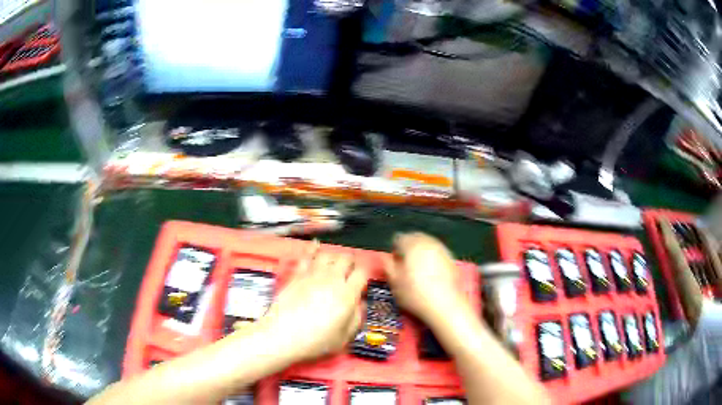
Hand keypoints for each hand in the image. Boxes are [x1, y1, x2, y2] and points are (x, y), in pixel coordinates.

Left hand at [256, 245, 366, 362]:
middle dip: (350, 262)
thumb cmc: (314, 341)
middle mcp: (332, 279)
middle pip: (345, 259)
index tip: (362, 280)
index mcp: (347, 294)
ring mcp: (313, 275)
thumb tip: (359, 304)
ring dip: (334, 257)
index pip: (362, 272)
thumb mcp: (344, 337)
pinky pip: (307, 256)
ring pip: (328, 254)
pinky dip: (313, 249)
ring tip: (334, 263)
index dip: (365, 273)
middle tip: (349, 270)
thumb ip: (356, 318)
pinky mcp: (297, 275)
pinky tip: (315, 246)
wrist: (283, 336)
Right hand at [384, 233, 466, 325]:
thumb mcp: (395, 283)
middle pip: (415, 237)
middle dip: (408, 246)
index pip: (399, 238)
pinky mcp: (452, 258)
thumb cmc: (415, 295)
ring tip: (417, 267)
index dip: (394, 249)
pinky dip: (431, 256)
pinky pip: (437, 252)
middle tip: (404, 263)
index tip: (393, 262)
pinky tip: (430, 271)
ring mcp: (442, 249)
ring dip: (420, 251)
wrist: (446, 305)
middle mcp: (428, 242)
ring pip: (427, 243)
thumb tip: (386, 257)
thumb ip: (388, 266)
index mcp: (412, 245)